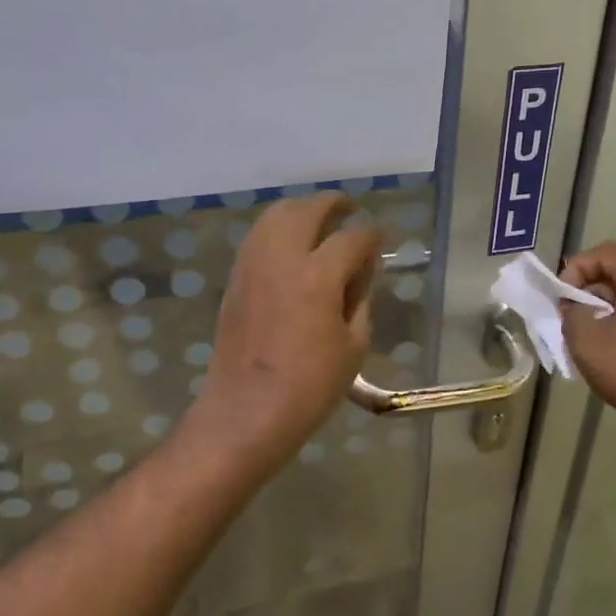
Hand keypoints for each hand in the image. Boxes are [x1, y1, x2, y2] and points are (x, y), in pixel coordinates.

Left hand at [185, 192, 380, 478]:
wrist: (247, 411)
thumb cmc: (310, 386)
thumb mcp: (353, 345)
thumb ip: (360, 299)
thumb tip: (360, 273)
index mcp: (318, 277)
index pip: (352, 239)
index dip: (372, 237)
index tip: (380, 240)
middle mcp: (281, 259)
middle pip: (307, 210)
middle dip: (332, 204)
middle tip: (348, 208)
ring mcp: (252, 266)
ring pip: (275, 216)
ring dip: (300, 210)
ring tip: (318, 219)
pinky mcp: (235, 279)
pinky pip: (258, 237)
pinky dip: (277, 229)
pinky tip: (291, 245)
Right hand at [559, 242, 615, 440]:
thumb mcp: (585, 339)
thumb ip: (570, 312)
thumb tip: (574, 307)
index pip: (601, 252)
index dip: (574, 270)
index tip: (561, 301)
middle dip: (586, 290)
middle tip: (569, 318)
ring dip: (602, 308)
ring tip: (585, 336)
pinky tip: (609, 350)